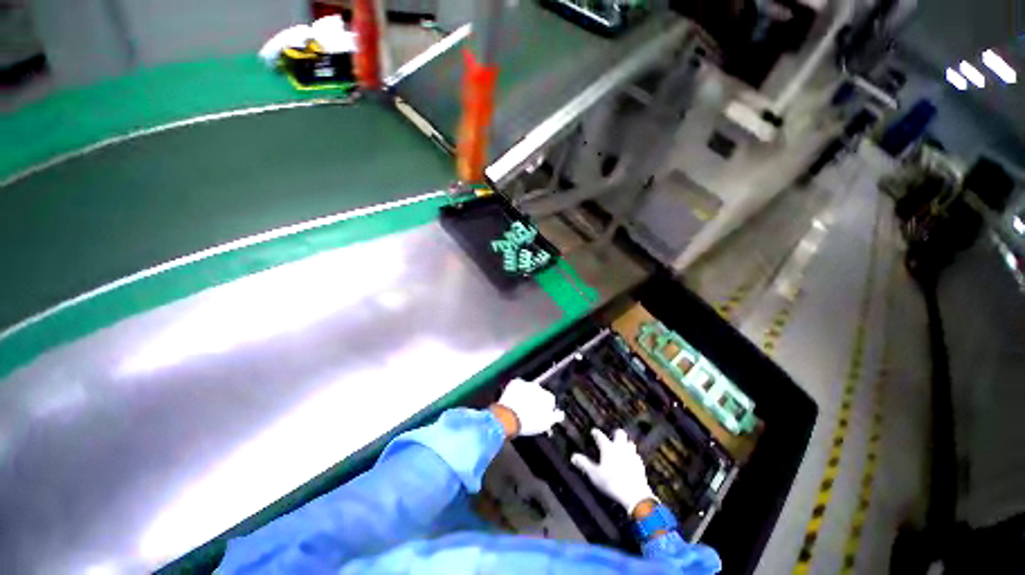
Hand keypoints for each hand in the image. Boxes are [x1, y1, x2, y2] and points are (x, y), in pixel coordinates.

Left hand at [495, 378, 564, 436]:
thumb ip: (556, 417)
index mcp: (547, 396)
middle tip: (530, 411)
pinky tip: (514, 399)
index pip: (550, 400)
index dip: (546, 408)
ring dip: (527, 395)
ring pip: (528, 389)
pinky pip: (517, 386)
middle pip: (539, 393)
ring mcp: (526, 383)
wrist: (509, 417)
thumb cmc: (529, 422)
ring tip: (521, 406)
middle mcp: (538, 387)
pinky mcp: (514, 383)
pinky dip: (516, 391)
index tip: (541, 415)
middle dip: (536, 400)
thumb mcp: (546, 424)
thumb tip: (560, 413)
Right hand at [571, 429, 655, 512]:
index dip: (596, 433)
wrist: (635, 495)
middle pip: (620, 433)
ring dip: (626, 443)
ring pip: (630, 443)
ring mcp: (631, 455)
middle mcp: (620, 448)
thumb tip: (573, 456)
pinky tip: (631, 461)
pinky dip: (632, 456)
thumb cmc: (612, 483)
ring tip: (622, 447)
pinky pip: (636, 456)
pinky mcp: (640, 465)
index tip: (593, 431)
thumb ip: (584, 464)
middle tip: (612, 436)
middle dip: (616, 433)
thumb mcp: (594, 475)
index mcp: (608, 448)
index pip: (600, 436)